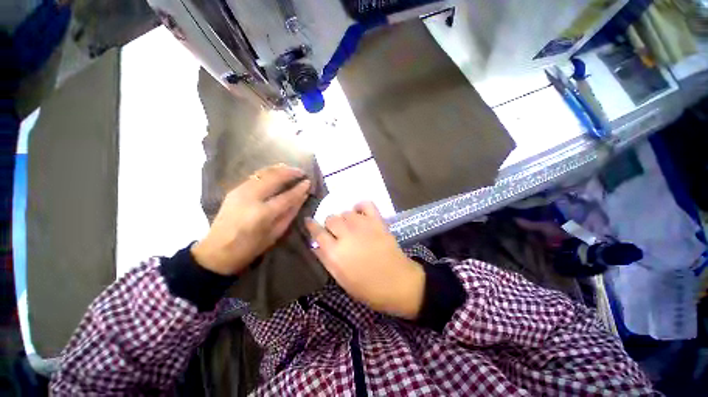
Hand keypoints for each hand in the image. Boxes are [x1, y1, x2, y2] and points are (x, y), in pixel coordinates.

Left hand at [192, 164, 310, 275]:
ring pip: (263, 173)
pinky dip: (268, 172)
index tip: (309, 182)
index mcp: (262, 214)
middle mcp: (251, 198)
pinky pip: (255, 176)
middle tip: (301, 172)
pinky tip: (276, 172)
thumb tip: (303, 196)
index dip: (299, 188)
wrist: (216, 251)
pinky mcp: (234, 189)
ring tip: (291, 169)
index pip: (287, 196)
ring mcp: (240, 191)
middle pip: (274, 178)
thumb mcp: (275, 234)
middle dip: (290, 172)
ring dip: (279, 169)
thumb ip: (290, 213)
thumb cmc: (250, 247)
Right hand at [306, 202, 424, 319]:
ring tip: (350, 227)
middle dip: (330, 225)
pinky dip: (360, 206)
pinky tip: (360, 214)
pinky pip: (365, 204)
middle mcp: (346, 235)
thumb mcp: (341, 279)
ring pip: (345, 212)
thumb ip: (326, 260)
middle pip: (331, 218)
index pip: (317, 232)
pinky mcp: (377, 221)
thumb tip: (315, 245)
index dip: (311, 226)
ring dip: (345, 219)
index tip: (309, 222)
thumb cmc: (368, 288)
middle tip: (337, 233)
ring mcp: (363, 225)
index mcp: (335, 253)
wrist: (398, 283)